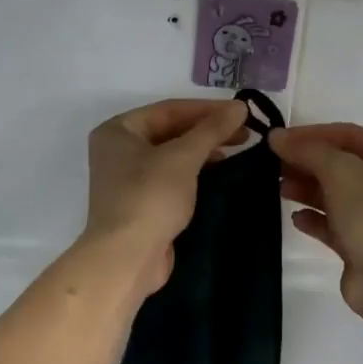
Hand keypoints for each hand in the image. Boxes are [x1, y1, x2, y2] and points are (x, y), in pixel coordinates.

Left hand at [83, 98, 250, 295]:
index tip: (242, 112)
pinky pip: (171, 178)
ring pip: (171, 155)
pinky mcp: (141, 203)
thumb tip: (240, 106)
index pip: (169, 110)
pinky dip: (194, 172)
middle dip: (207, 130)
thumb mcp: (183, 158)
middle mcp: (118, 150)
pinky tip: (218, 173)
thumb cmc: (150, 198)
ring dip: (203, 151)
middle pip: (170, 131)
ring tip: (236, 150)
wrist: (127, 257)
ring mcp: (128, 179)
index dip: (207, 109)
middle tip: (245, 133)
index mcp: (118, 130)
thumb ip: (212, 130)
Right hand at [270, 122, 362, 314]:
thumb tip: (277, 138)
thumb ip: (308, 150)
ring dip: (307, 189)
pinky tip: (296, 219)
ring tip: (279, 188)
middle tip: (272, 164)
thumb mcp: (342, 172)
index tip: (277, 140)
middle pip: (342, 164)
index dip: (312, 134)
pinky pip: (334, 224)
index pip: (350, 135)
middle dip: (307, 162)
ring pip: (336, 194)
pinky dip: (314, 218)